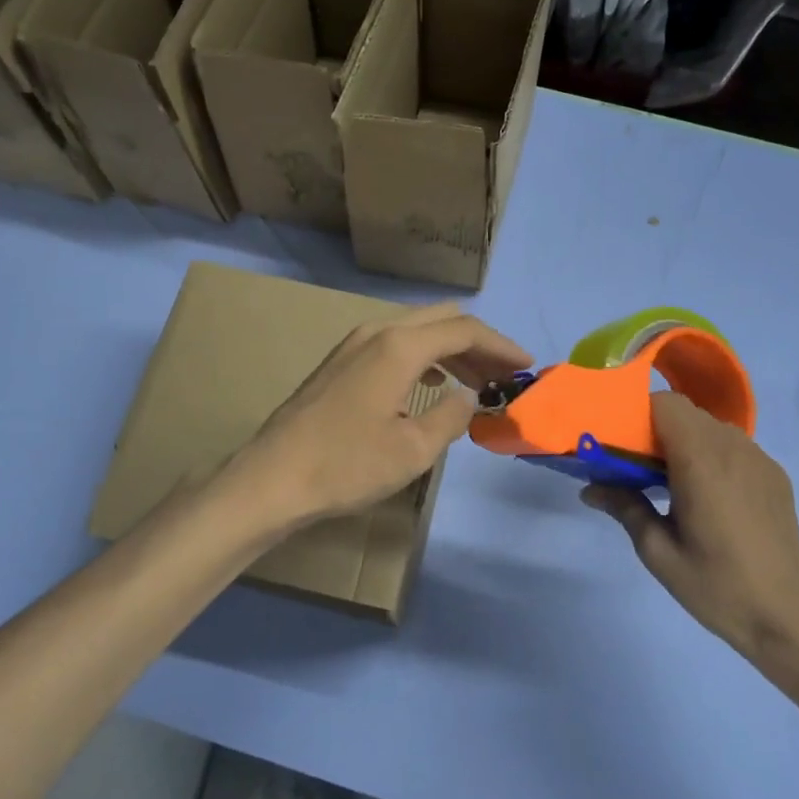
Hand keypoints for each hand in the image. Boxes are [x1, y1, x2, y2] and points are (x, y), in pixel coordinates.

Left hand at [228, 302, 531, 532]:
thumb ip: (452, 416)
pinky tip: (432, 384)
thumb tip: (469, 396)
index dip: (501, 345)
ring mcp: (353, 345)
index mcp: (400, 346)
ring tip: (477, 381)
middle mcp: (376, 332)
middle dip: (478, 343)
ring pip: (416, 331)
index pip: (465, 329)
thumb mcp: (413, 449)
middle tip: (504, 373)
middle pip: (441, 321)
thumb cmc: (346, 465)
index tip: (526, 366)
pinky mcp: (340, 363)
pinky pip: (393, 345)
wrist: (272, 478)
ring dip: (451, 350)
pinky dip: (423, 358)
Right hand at [583, 392, 798, 667]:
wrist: (785, 618)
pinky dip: (713, 454)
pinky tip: (710, 496)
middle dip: (657, 428)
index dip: (639, 414)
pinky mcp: (775, 475)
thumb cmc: (715, 586)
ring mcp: (759, 459)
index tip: (623, 443)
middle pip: (686, 412)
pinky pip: (735, 446)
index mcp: (701, 461)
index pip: (665, 404)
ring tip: (674, 482)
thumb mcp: (657, 551)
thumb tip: (590, 488)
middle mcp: (733, 448)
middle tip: (640, 466)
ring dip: (686, 440)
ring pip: (711, 426)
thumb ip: (624, 507)